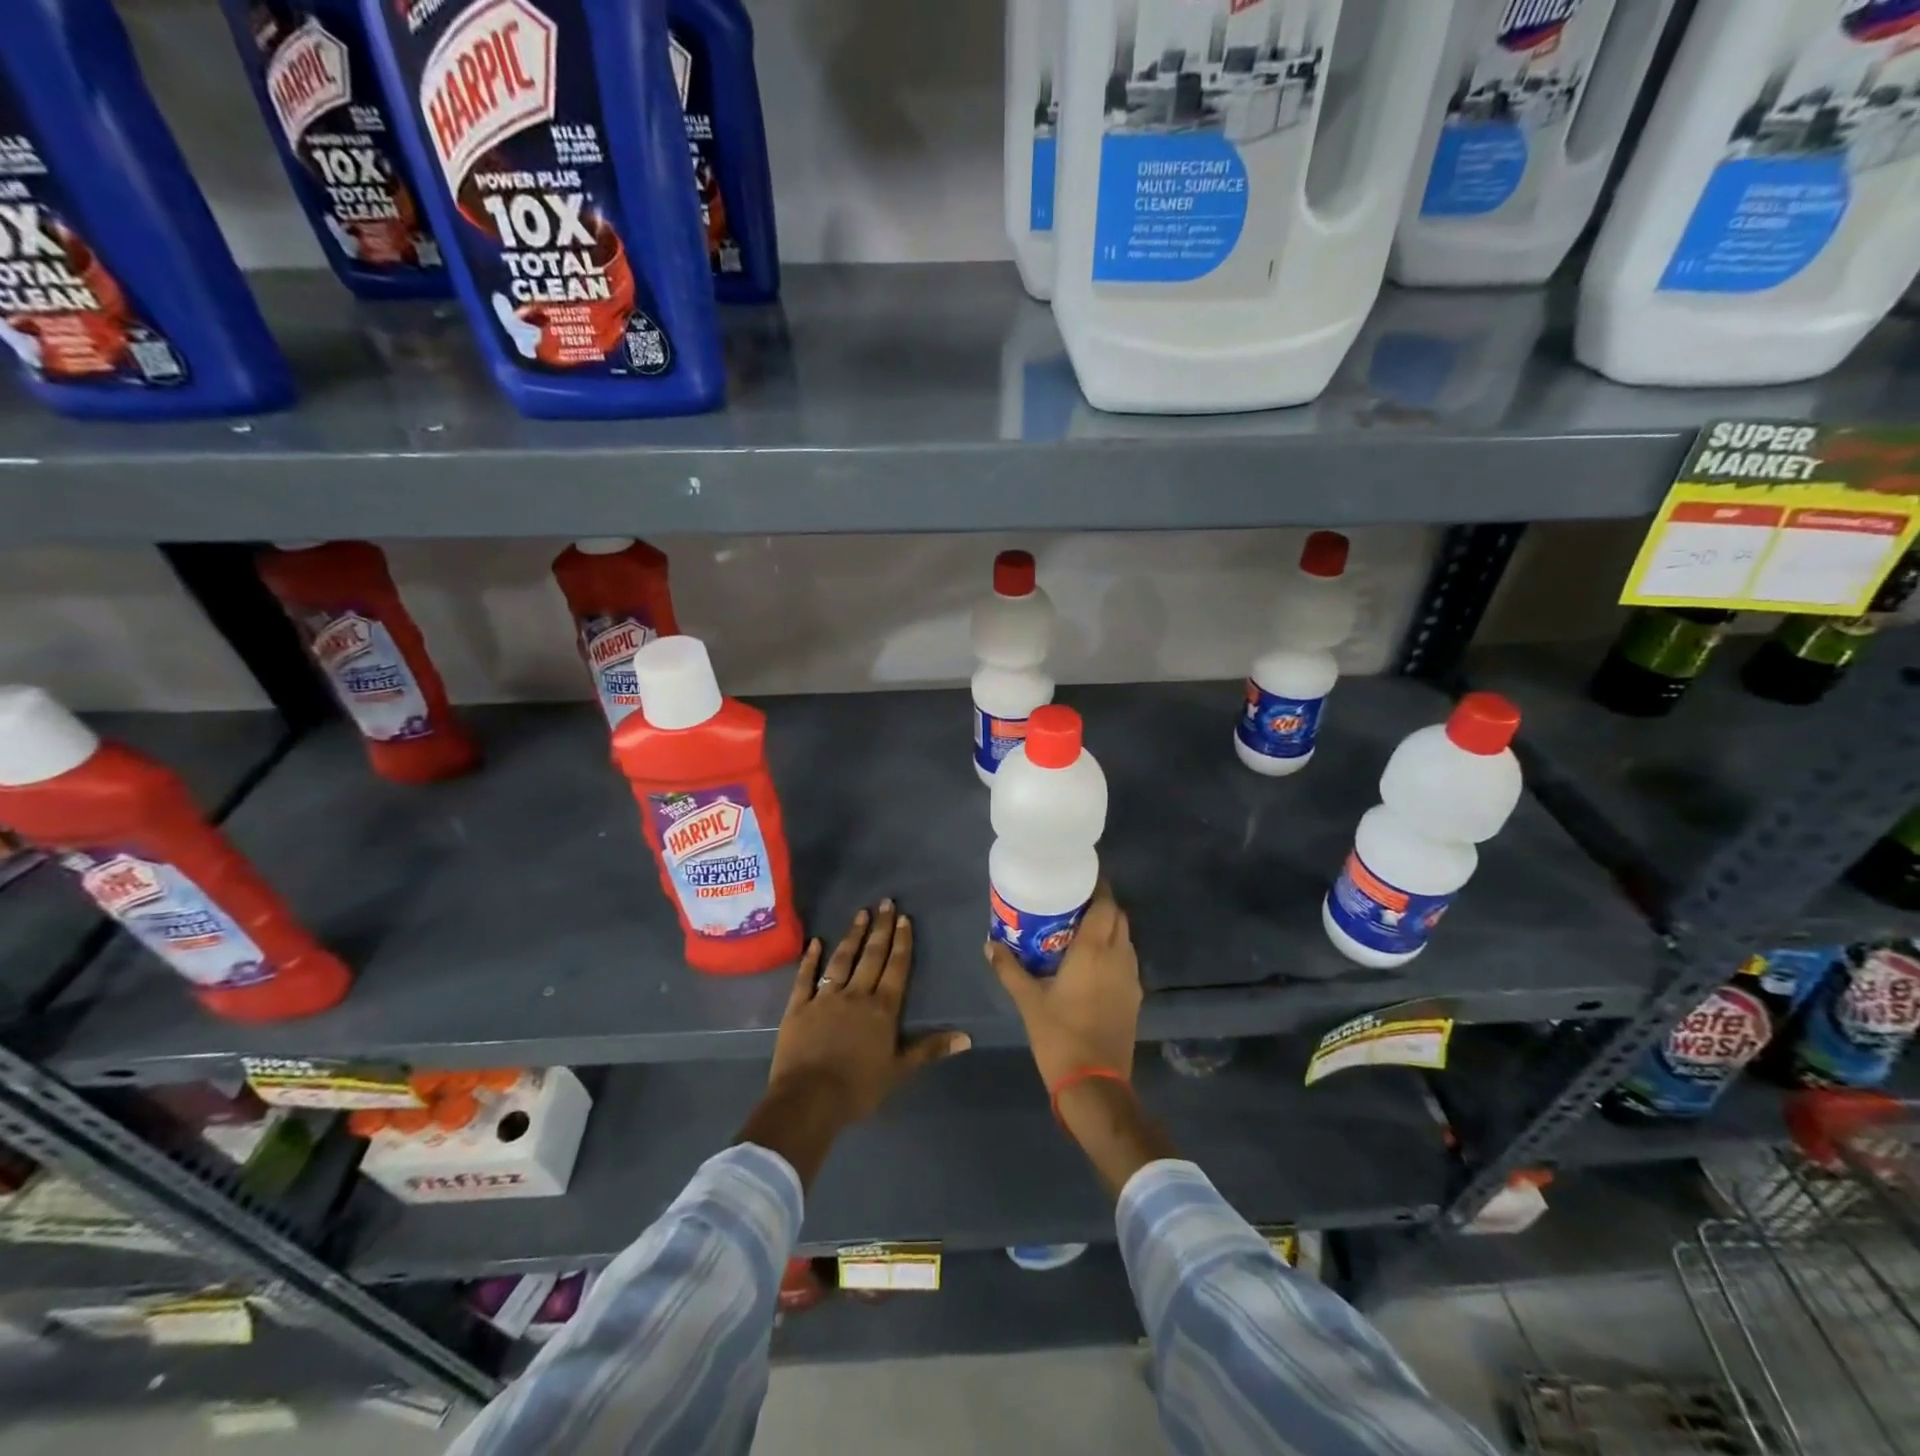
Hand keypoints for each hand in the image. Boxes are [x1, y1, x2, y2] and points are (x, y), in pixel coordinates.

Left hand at [739, 901, 970, 1186]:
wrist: (809, 1100)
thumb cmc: (858, 1088)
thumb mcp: (899, 1070)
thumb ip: (930, 1049)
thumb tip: (967, 1037)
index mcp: (882, 1009)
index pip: (896, 968)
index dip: (901, 943)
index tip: (903, 918)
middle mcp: (856, 995)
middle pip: (871, 956)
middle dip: (880, 928)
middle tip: (885, 902)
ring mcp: (825, 998)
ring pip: (841, 959)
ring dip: (852, 936)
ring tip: (860, 913)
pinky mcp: (798, 1006)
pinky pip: (806, 977)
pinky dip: (810, 959)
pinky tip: (816, 942)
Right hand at [985, 881, 1140, 1088]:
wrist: (1094, 1083)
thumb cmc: (1059, 1035)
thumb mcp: (1028, 1001)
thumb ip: (1009, 968)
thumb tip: (989, 944)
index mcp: (1094, 951)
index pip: (1105, 905)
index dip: (1098, 886)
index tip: (1080, 877)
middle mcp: (1118, 957)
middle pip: (1118, 917)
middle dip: (1102, 904)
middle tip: (1074, 902)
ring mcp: (1130, 978)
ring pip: (1126, 938)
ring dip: (1109, 927)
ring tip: (1081, 928)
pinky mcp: (1134, 997)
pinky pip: (1127, 960)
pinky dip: (1114, 950)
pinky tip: (1092, 961)